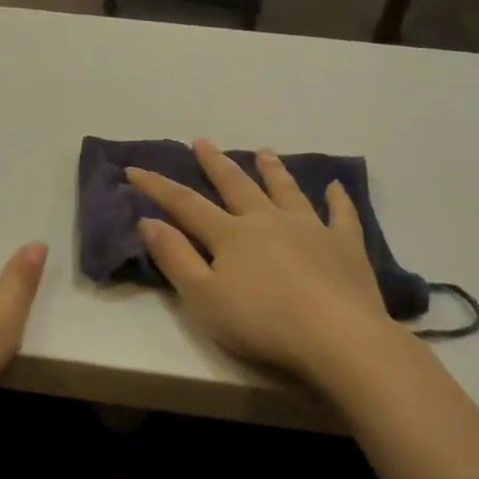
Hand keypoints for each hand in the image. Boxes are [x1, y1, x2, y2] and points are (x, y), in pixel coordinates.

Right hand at [127, 140, 401, 380]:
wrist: (336, 336)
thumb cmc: (261, 322)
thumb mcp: (202, 297)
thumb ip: (174, 257)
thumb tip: (147, 221)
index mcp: (230, 234)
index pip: (185, 204)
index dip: (157, 186)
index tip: (134, 168)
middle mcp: (267, 220)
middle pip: (236, 185)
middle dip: (215, 163)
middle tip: (202, 141)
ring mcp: (310, 228)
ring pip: (286, 191)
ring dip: (272, 170)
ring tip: (264, 151)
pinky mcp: (345, 245)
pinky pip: (341, 215)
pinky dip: (337, 199)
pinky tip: (335, 187)